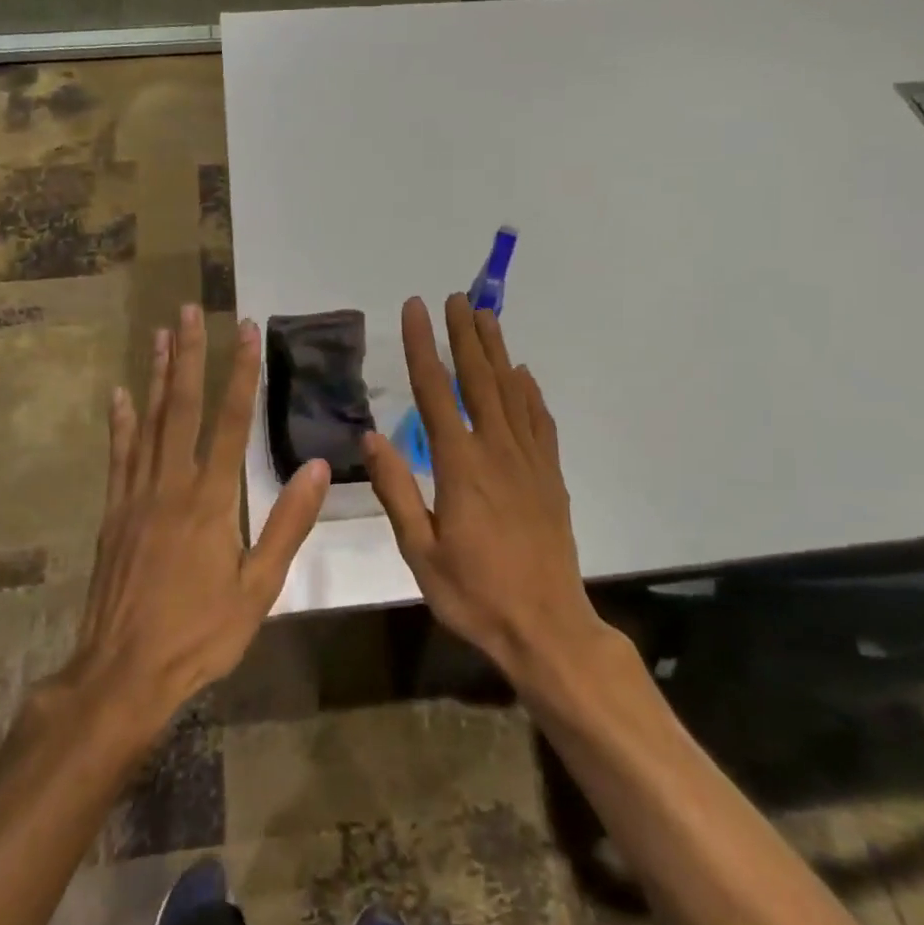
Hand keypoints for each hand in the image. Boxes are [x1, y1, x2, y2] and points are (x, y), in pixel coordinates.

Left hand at [71, 304, 329, 721]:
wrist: (123, 673)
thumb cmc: (200, 634)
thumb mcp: (259, 587)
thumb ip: (287, 524)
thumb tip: (317, 467)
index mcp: (212, 501)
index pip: (231, 422)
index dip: (241, 374)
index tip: (246, 332)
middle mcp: (172, 486)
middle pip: (183, 408)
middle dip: (191, 356)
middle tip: (190, 310)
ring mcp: (136, 497)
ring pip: (149, 423)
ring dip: (158, 376)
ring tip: (162, 334)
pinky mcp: (113, 514)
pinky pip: (119, 457)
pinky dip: (121, 423)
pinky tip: (121, 395)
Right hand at [363, 295, 607, 686]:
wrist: (546, 627)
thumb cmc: (474, 594)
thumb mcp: (420, 551)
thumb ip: (397, 490)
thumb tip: (372, 435)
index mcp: (460, 466)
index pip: (435, 392)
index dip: (423, 347)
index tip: (416, 308)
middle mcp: (497, 451)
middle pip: (479, 380)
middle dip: (465, 335)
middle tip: (457, 297)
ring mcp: (530, 461)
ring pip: (512, 392)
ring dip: (497, 352)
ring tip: (487, 317)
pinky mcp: (550, 476)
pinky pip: (540, 422)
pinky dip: (530, 392)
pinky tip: (524, 375)